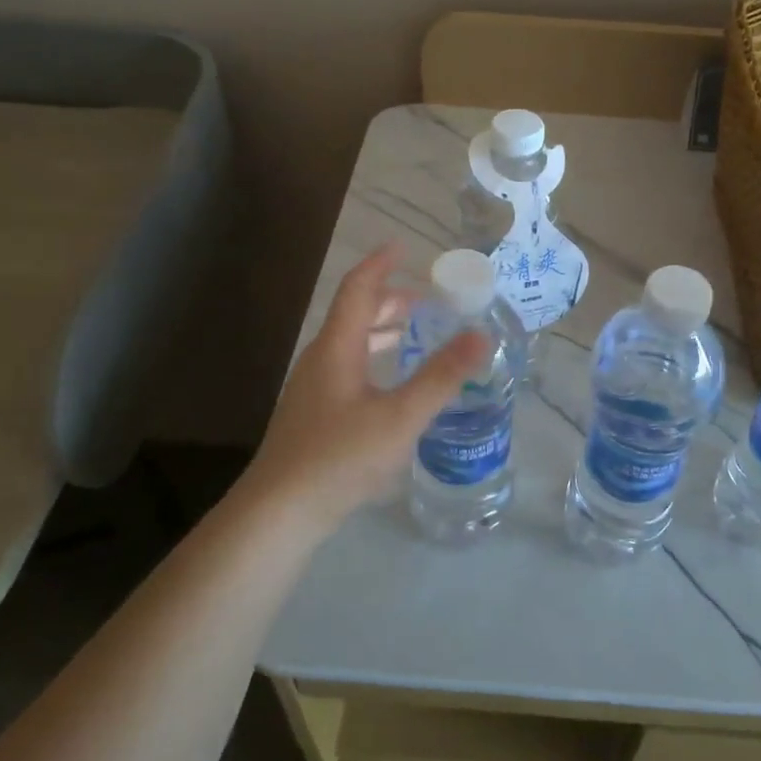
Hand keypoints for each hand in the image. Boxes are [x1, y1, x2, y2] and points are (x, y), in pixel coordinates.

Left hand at [244, 245, 487, 530]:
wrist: (279, 512)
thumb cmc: (340, 457)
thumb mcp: (400, 416)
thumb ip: (441, 376)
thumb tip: (481, 335)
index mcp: (337, 347)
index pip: (358, 289)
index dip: (380, 264)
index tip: (403, 247)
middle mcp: (321, 359)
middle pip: (354, 315)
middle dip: (391, 301)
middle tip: (429, 301)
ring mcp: (313, 388)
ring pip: (351, 343)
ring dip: (383, 331)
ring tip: (416, 334)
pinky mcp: (314, 414)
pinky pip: (348, 367)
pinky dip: (375, 358)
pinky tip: (393, 385)